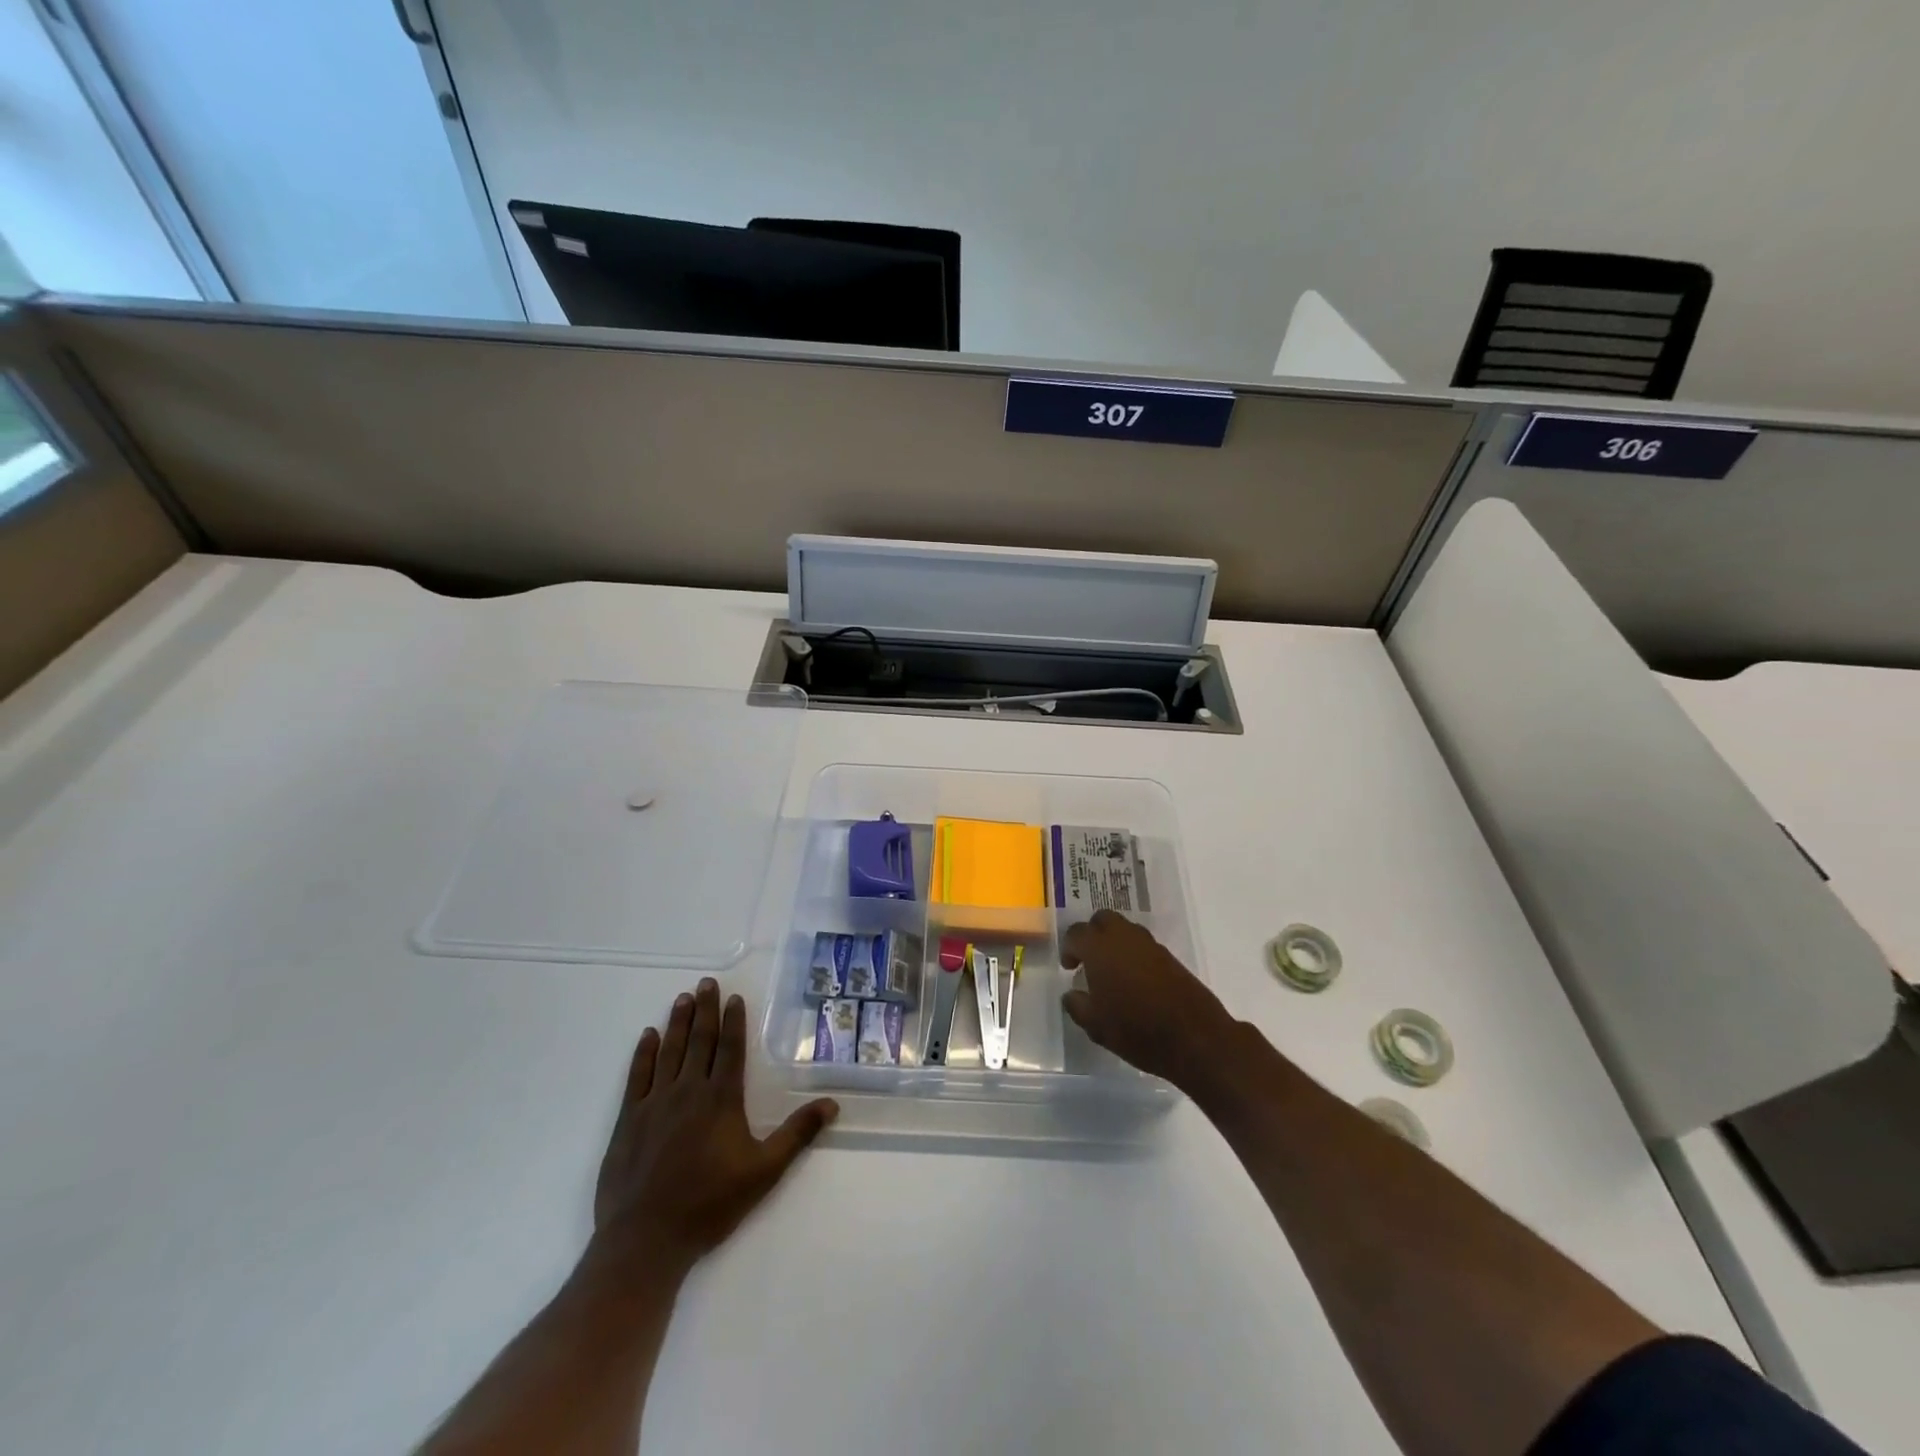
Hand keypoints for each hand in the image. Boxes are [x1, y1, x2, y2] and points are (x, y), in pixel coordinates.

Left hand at [588, 978, 837, 1280]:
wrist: (645, 1240)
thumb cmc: (709, 1204)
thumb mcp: (764, 1172)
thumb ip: (797, 1135)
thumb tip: (832, 1103)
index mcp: (721, 1099)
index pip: (730, 1049)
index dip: (733, 1021)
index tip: (733, 997)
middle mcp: (688, 1091)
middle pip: (699, 1041)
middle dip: (704, 1010)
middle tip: (706, 982)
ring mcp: (655, 1103)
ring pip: (669, 1051)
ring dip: (677, 1022)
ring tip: (682, 997)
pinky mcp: (629, 1120)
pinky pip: (638, 1076)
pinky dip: (644, 1053)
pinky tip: (649, 1036)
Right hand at [1060, 909, 1235, 1087]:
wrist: (1194, 1037)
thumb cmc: (1136, 1030)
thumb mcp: (1095, 1025)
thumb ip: (1077, 1005)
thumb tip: (1071, 994)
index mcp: (1099, 948)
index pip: (1076, 933)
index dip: (1068, 949)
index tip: (1070, 968)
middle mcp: (1123, 937)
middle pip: (1102, 919)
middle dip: (1092, 935)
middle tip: (1089, 960)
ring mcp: (1150, 945)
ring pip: (1125, 929)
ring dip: (1114, 942)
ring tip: (1112, 972)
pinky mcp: (1169, 957)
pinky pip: (1143, 945)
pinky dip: (1134, 954)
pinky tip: (1134, 981)